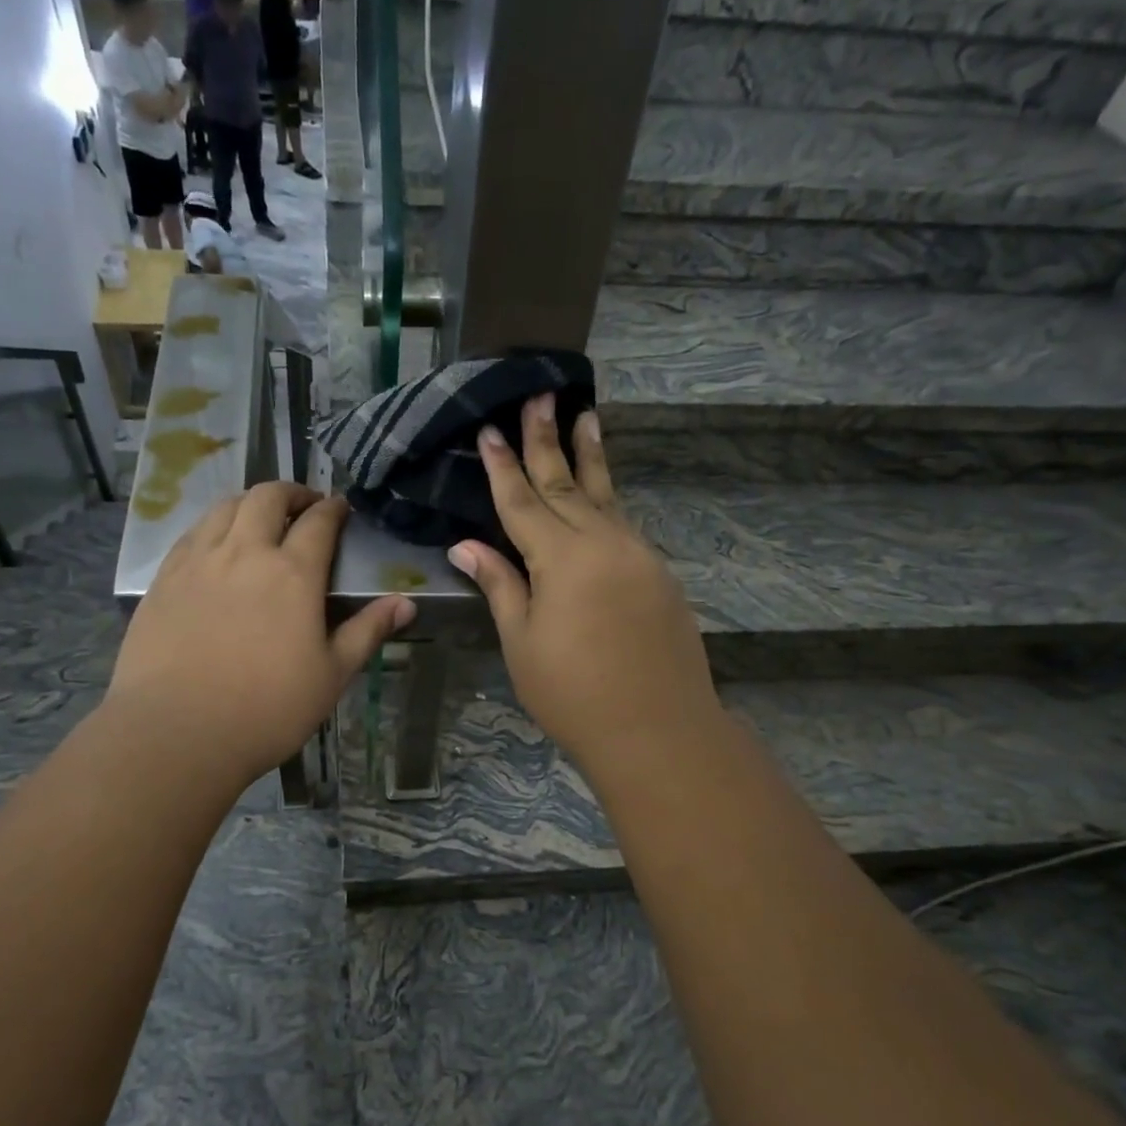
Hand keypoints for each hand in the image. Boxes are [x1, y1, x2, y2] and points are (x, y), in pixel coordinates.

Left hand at [106, 484, 414, 790]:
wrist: (178, 731)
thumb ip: (367, 631)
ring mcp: (199, 561)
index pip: (319, 522)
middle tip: (304, 504)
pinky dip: (213, 525)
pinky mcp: (164, 579)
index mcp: (293, 574)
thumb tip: (406, 603)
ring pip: (225, 507)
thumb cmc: (267, 709)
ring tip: (261, 516)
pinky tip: (216, 544)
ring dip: (250, 502)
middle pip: (268, 498)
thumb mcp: (332, 675)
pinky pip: (192, 533)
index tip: (341, 508)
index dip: (334, 509)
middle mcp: (245, 553)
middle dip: (292, 492)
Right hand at [448, 396, 722, 781]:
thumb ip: (499, 584)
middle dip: (547, 439)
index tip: (489, 429)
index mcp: (561, 558)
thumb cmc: (573, 693)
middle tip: (540, 396)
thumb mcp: (522, 641)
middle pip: (566, 483)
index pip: (522, 500)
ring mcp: (637, 555)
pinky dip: (608, 500)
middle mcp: (602, 543)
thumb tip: (466, 545)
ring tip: (586, 416)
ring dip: (590, 456)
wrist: (657, 728)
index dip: (502, 466)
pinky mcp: (658, 574)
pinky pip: (625, 523)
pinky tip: (603, 492)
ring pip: (606, 495)